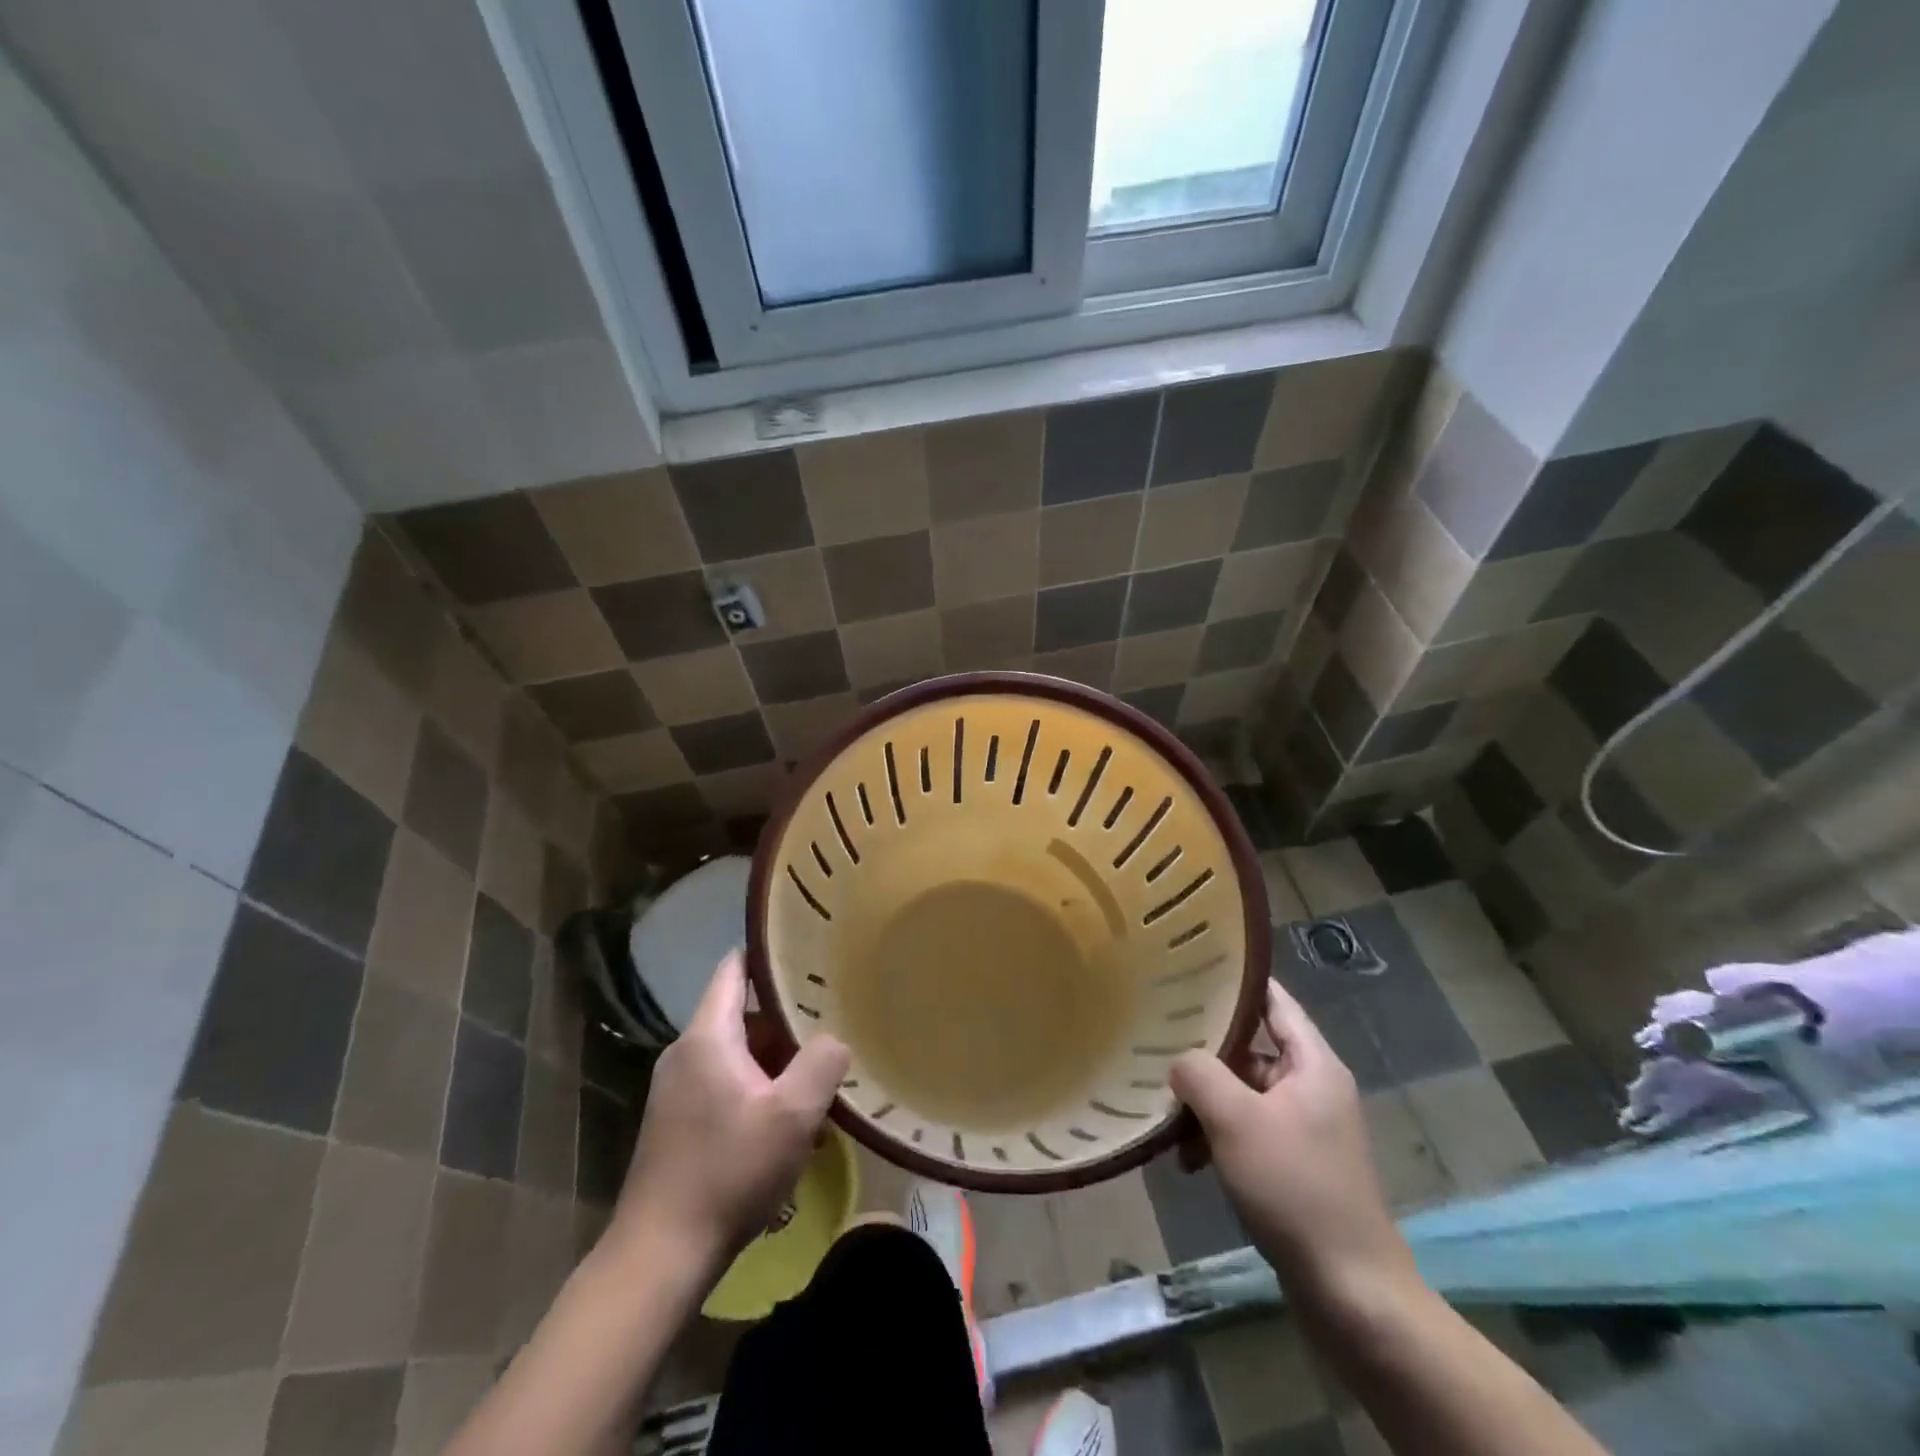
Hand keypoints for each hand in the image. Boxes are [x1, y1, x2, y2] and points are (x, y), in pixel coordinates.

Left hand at [608, 952, 849, 1272]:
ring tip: (820, 1079)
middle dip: (787, 1020)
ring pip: (738, 1054)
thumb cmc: (728, 1171)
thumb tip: (834, 1039)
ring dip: (777, 1063)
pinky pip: (726, 1085)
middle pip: (743, 1014)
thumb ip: (822, 1062)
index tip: (809, 951)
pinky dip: (758, 1090)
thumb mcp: (792, 1114)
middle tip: (832, 1023)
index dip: (770, 954)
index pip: (735, 968)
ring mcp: (678, 1089)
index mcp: (707, 1036)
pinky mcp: (678, 1122)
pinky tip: (789, 1124)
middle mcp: (686, 1052)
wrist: (660, 1255)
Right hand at [1171, 981, 1414, 1308]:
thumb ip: (1199, 1073)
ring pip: (1244, 1093)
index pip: (1273, 1000)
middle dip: (1205, 1050)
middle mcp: (1313, 1087)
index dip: (1235, 980)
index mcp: (1313, 1064)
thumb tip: (1179, 1060)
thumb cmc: (1295, 1188)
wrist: (1350, 1292)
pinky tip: (1187, 1159)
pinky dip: (1218, 1135)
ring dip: (1206, 1101)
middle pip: (1251, 1047)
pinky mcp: (1296, 1164)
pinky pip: (1248, 1130)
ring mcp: (1306, 1128)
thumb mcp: (1235, 1120)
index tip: (1190, 966)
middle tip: (1156, 1037)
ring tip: (1164, 1110)